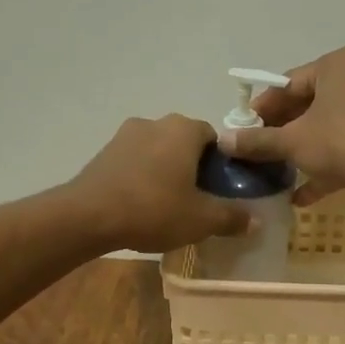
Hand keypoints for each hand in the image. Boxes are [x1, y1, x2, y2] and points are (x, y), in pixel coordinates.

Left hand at [67, 115, 252, 253]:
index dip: (222, 163)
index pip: (215, 137)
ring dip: (166, 171)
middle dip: (193, 166)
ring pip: (158, 150)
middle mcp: (156, 122)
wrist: (88, 215)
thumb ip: (231, 217)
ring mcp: (125, 134)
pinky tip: (141, 204)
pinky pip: (135, 161)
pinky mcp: (104, 152)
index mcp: (184, 129)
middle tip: (198, 199)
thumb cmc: (153, 209)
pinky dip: (142, 176)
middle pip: (185, 142)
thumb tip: (256, 221)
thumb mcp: (201, 219)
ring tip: (168, 204)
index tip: (221, 189)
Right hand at [218, 46, 344, 213]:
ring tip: (277, 171)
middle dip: (283, 129)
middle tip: (259, 151)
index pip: (289, 82)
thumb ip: (257, 140)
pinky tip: (302, 194)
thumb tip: (224, 141)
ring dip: (304, 149)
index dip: (263, 108)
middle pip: (311, 102)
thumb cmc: (343, 143)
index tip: (244, 130)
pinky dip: (328, 164)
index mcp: (339, 64)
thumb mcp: (292, 141)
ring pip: (331, 126)